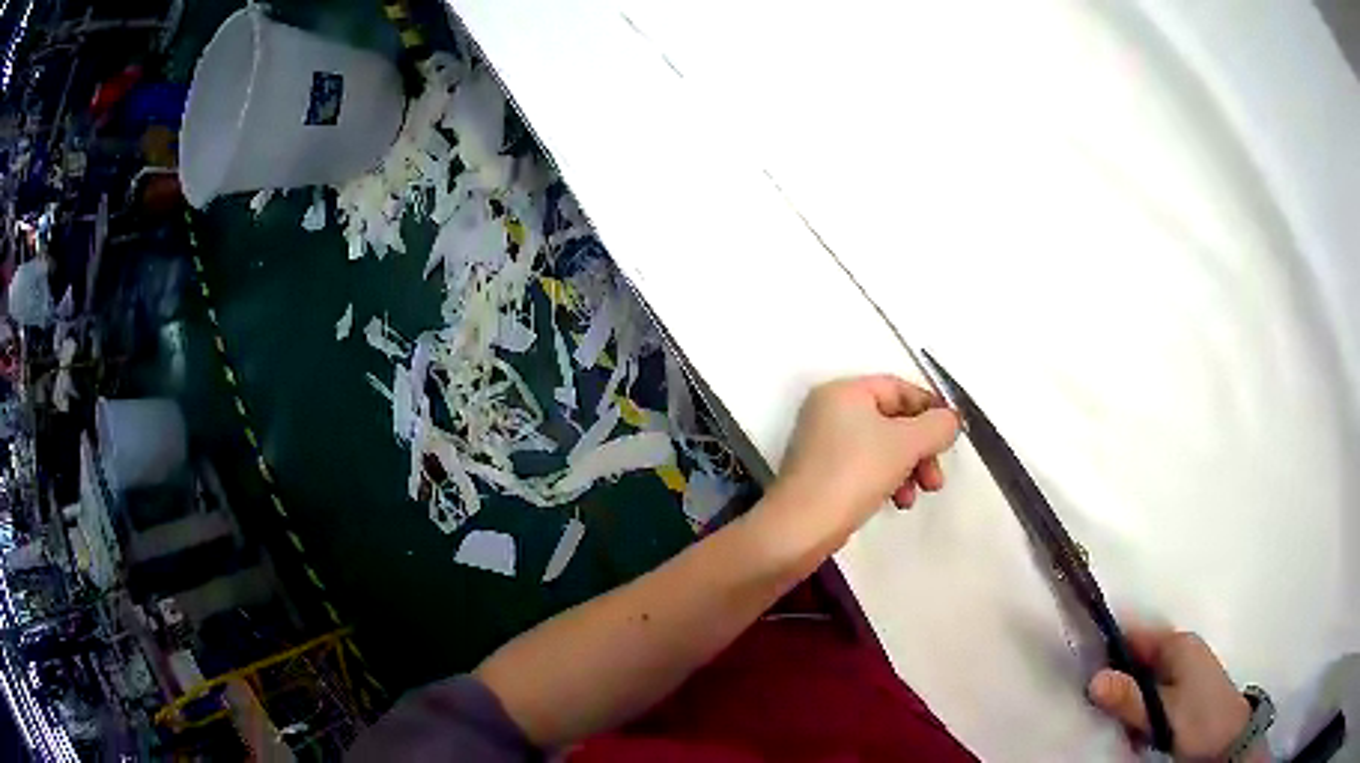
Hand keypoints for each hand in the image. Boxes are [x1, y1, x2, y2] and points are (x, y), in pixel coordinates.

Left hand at [763, 375, 960, 547]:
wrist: (802, 527)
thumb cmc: (855, 473)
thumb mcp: (906, 444)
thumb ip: (937, 426)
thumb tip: (950, 420)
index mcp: (844, 392)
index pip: (898, 388)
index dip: (930, 408)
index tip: (952, 435)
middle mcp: (830, 410)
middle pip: (893, 420)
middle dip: (921, 448)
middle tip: (936, 477)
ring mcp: (824, 443)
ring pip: (883, 447)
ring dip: (909, 468)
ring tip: (920, 493)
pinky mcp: (824, 473)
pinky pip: (866, 467)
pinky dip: (887, 480)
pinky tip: (897, 502)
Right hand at [1089, 624, 1254, 760]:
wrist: (1228, 740)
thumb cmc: (1199, 720)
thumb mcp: (1162, 714)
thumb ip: (1129, 698)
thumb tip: (1094, 679)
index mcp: (1177, 645)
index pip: (1134, 634)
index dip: (1108, 647)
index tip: (1081, 668)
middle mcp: (1181, 649)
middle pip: (1136, 658)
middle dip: (1118, 682)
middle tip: (1101, 711)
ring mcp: (1184, 669)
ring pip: (1143, 678)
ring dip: (1129, 700)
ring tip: (1123, 727)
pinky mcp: (1185, 688)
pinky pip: (1153, 691)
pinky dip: (1141, 707)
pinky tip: (1138, 729)